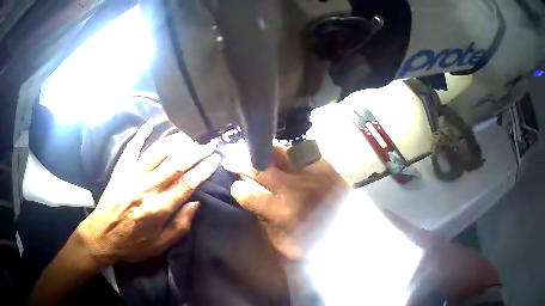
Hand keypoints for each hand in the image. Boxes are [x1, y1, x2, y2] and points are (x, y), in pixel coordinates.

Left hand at [77, 121, 220, 265]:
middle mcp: (146, 188)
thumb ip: (180, 225)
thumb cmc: (132, 244)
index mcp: (157, 209)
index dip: (203, 171)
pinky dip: (141, 134)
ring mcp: (131, 176)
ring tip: (190, 136)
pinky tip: (151, 123)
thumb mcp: (160, 245)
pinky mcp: (121, 171)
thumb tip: (196, 203)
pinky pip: (132, 148)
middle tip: (209, 144)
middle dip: (195, 152)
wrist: (101, 236)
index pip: (185, 185)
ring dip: (175, 142)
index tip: (215, 160)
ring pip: (157, 153)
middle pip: (175, 165)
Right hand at [223, 145, 348, 259]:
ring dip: (262, 152)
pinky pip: (300, 150)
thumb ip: (263, 220)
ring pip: (278, 152)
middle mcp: (295, 187)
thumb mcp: (283, 241)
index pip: (248, 194)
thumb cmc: (315, 241)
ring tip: (255, 152)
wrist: (350, 230)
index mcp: (283, 211)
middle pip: (260, 168)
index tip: (236, 188)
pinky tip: (282, 155)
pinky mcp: (325, 164)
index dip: (238, 190)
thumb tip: (249, 198)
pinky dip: (287, 152)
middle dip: (240, 163)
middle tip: (232, 160)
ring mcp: (311, 171)